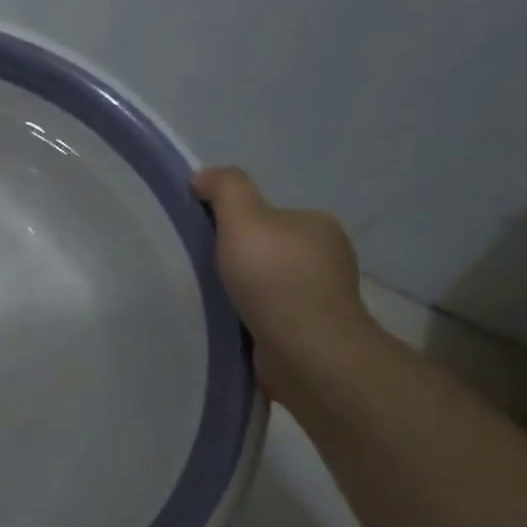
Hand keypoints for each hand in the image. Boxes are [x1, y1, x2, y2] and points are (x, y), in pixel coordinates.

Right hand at [192, 166, 377, 406]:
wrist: (305, 350)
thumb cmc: (275, 280)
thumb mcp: (244, 219)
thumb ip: (226, 189)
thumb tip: (203, 176)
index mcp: (316, 225)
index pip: (267, 216)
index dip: (232, 224)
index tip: (204, 242)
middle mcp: (326, 258)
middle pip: (266, 250)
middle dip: (237, 261)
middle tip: (200, 273)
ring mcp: (321, 298)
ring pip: (268, 286)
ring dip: (242, 293)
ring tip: (210, 303)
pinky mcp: (310, 332)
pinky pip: (270, 316)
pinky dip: (250, 319)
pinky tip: (230, 326)